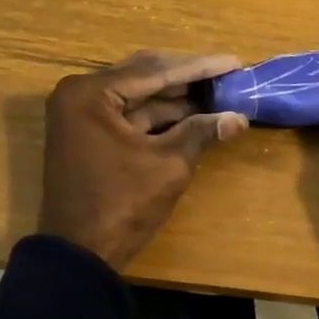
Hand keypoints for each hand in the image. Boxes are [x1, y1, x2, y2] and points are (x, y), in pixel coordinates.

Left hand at [38, 50, 248, 269]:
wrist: (79, 256)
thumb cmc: (121, 204)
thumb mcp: (168, 164)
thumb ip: (201, 132)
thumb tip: (239, 118)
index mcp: (91, 93)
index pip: (155, 70)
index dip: (199, 67)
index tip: (234, 62)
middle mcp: (80, 94)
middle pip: (145, 75)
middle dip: (188, 77)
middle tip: (227, 72)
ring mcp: (82, 114)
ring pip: (138, 94)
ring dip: (176, 96)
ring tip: (218, 91)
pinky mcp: (88, 134)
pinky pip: (129, 114)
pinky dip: (160, 115)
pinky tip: (194, 113)